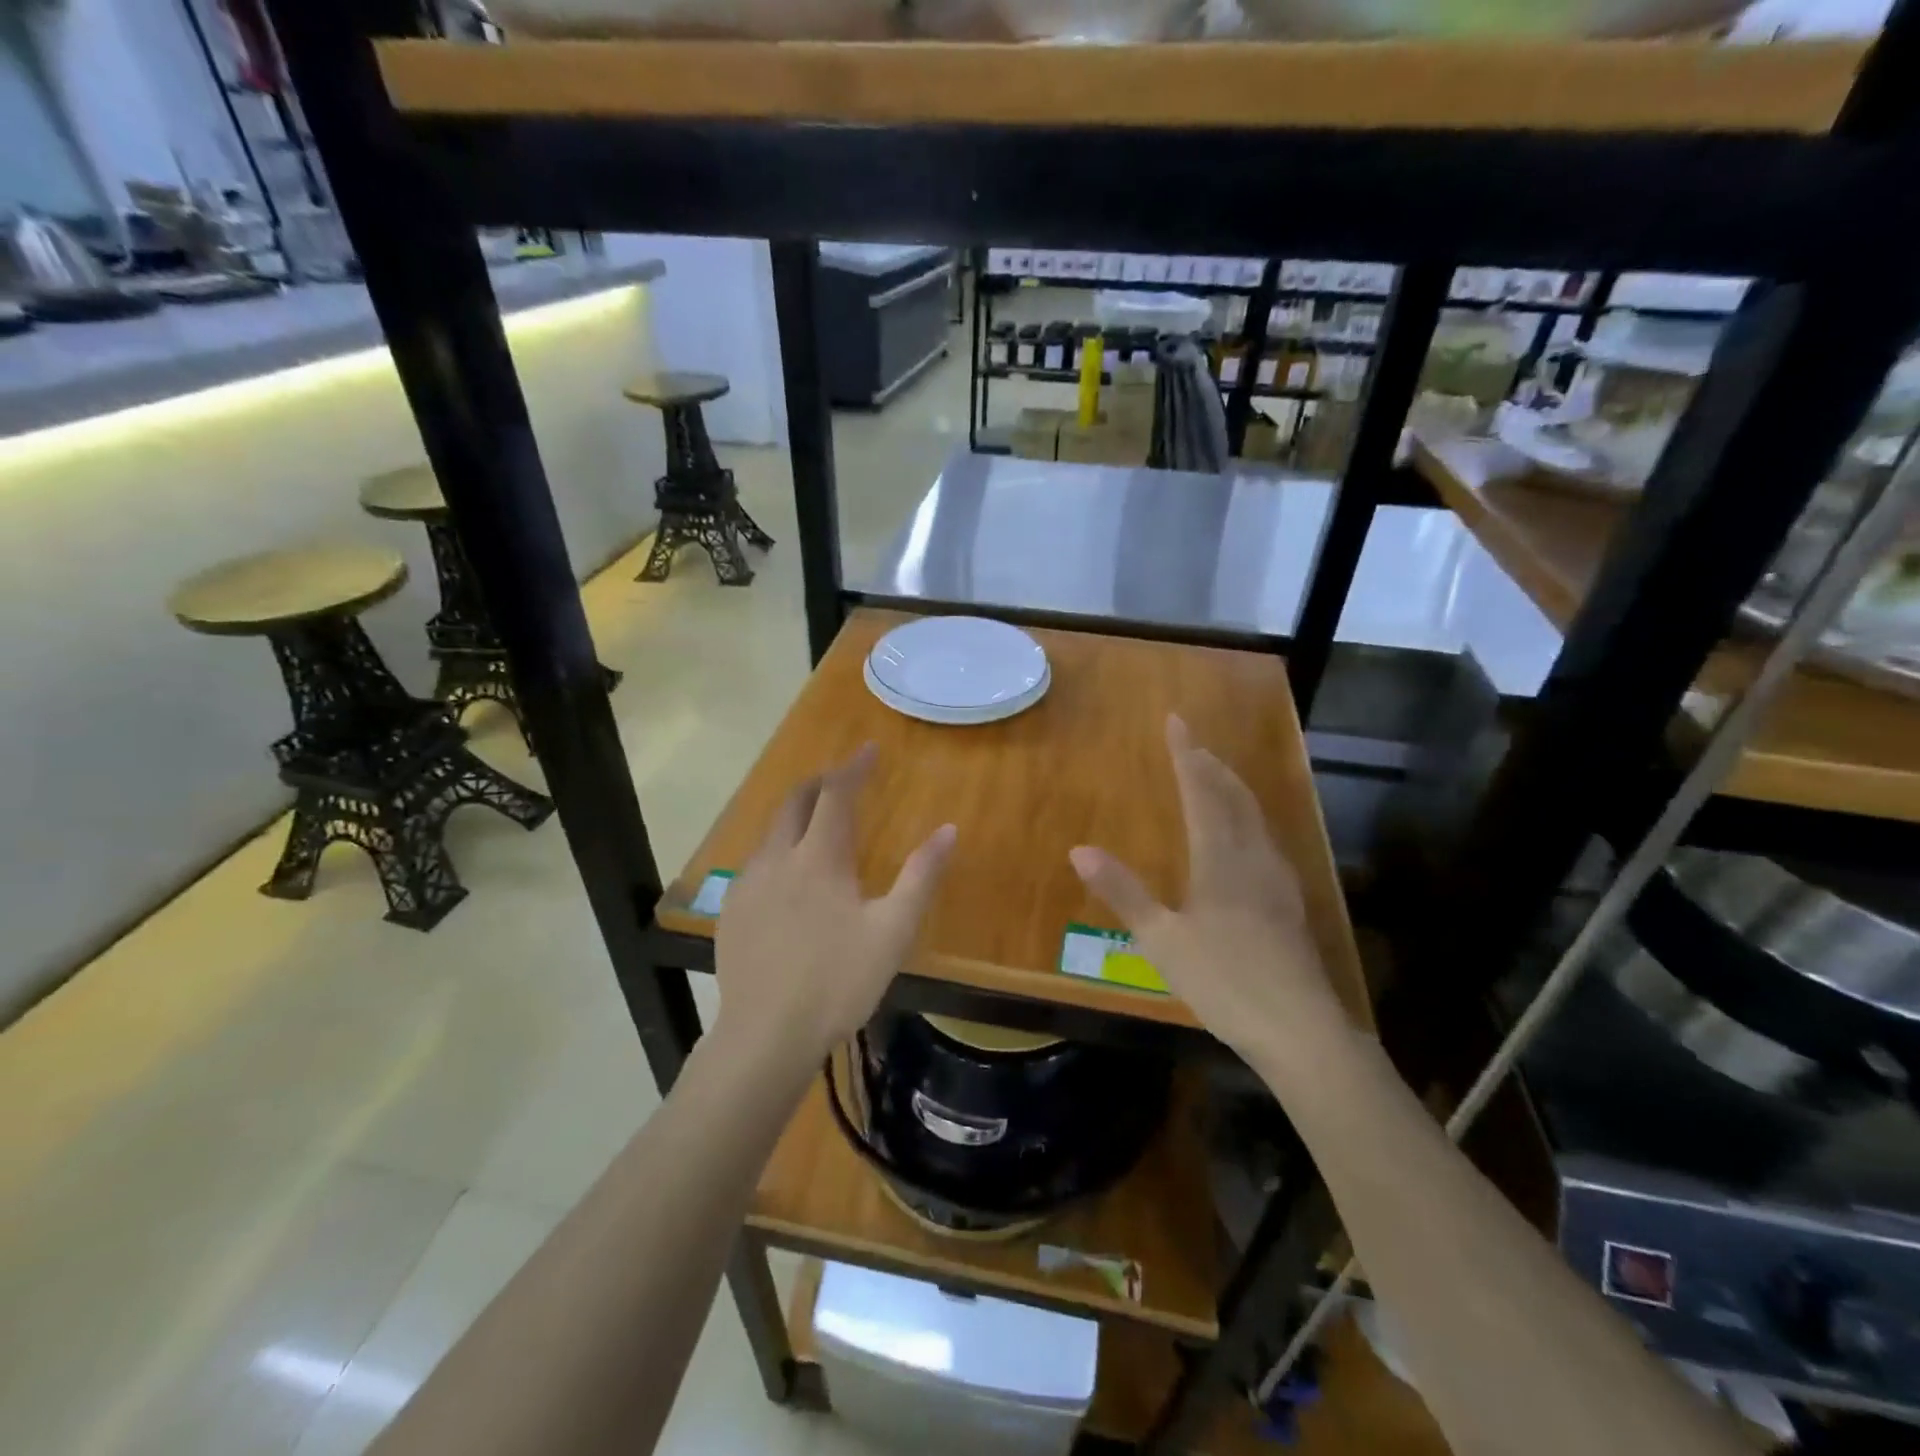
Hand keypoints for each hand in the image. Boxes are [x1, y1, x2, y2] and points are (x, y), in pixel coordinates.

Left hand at [714, 745, 955, 1074]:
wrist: (766, 1036)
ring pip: (772, 831)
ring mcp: (748, 885)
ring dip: (797, 815)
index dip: (854, 767)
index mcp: (818, 858)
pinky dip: (779, 849)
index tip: (870, 749)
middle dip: (820, 782)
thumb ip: (921, 877)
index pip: (836, 794)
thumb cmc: (838, 981)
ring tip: (818, 823)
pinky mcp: (732, 911)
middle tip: (844, 779)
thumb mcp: (893, 931)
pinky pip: (757, 862)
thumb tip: (949, 830)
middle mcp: (777, 859)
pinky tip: (789, 877)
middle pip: (795, 802)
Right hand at [1069, 716, 1344, 1061]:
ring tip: (1217, 778)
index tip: (1176, 721)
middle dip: (1212, 766)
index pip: (1201, 792)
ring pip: (1256, 818)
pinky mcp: (1289, 904)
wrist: (1300, 1029)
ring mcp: (1277, 880)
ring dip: (1234, 790)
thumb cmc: (1225, 980)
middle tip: (1194, 744)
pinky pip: (1266, 841)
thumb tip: (1079, 849)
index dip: (1186, 755)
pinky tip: (1248, 839)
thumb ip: (1123, 892)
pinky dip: (1249, 820)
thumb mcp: (1162, 939)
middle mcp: (1253, 857)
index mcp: (1220, 859)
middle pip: (1235, 797)